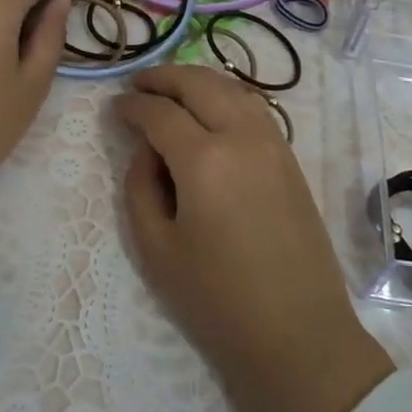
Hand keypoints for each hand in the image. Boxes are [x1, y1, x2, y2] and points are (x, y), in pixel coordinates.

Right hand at [113, 65, 392, 411]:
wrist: (297, 335)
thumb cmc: (216, 300)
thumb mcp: (156, 248)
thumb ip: (140, 187)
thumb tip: (147, 150)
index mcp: (205, 159)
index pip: (160, 112)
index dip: (132, 105)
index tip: (114, 106)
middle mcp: (243, 137)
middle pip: (199, 84)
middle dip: (164, 77)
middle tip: (138, 84)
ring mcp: (274, 144)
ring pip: (232, 88)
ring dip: (198, 81)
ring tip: (171, 90)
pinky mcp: (291, 159)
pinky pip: (254, 108)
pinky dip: (226, 96)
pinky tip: (211, 111)